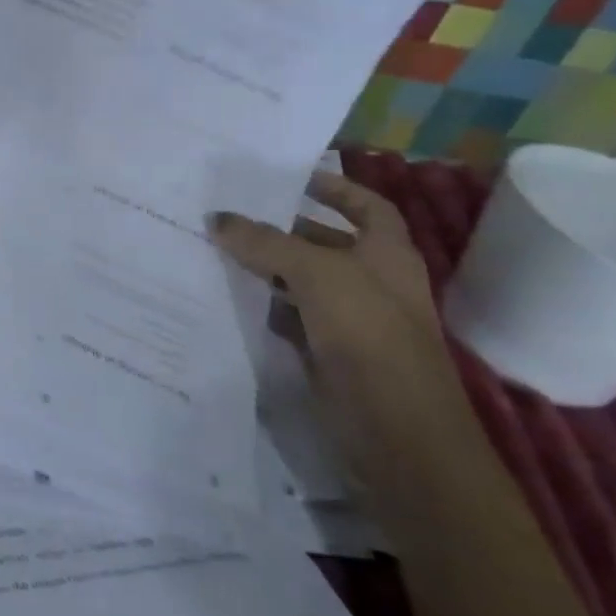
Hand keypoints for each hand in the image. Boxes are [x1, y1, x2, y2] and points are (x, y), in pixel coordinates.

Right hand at [208, 172, 472, 475]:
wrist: (399, 436)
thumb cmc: (370, 336)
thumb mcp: (315, 274)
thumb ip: (264, 242)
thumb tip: (217, 218)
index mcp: (388, 255)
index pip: (366, 206)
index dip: (335, 188)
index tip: (290, 178)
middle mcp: (373, 283)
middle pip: (325, 243)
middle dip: (282, 227)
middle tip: (231, 212)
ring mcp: (352, 321)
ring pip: (302, 281)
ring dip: (265, 267)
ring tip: (216, 248)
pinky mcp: (329, 354)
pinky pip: (290, 317)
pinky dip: (263, 305)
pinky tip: (229, 295)